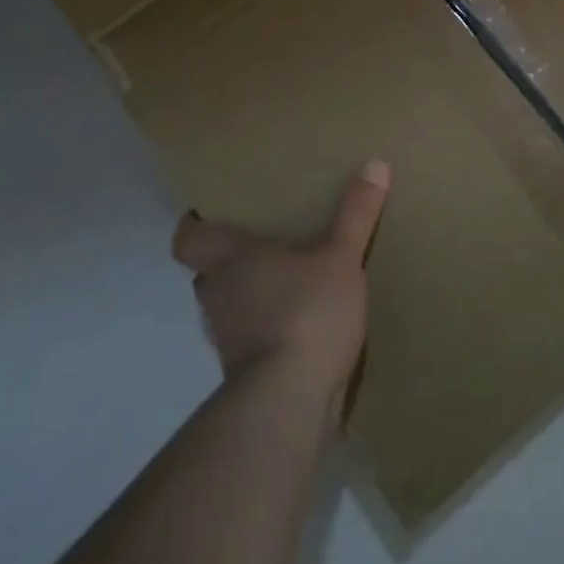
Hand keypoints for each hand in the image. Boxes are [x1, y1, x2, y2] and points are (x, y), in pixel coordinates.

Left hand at [173, 160, 389, 420]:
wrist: (291, 400)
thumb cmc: (306, 310)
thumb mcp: (341, 256)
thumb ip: (355, 213)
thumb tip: (375, 164)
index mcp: (230, 260)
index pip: (188, 240)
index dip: (193, 226)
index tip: (207, 213)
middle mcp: (218, 297)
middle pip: (207, 273)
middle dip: (229, 260)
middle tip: (261, 242)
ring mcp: (228, 339)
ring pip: (229, 307)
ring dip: (249, 296)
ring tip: (285, 281)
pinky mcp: (244, 374)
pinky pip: (249, 339)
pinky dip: (266, 329)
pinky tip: (299, 324)